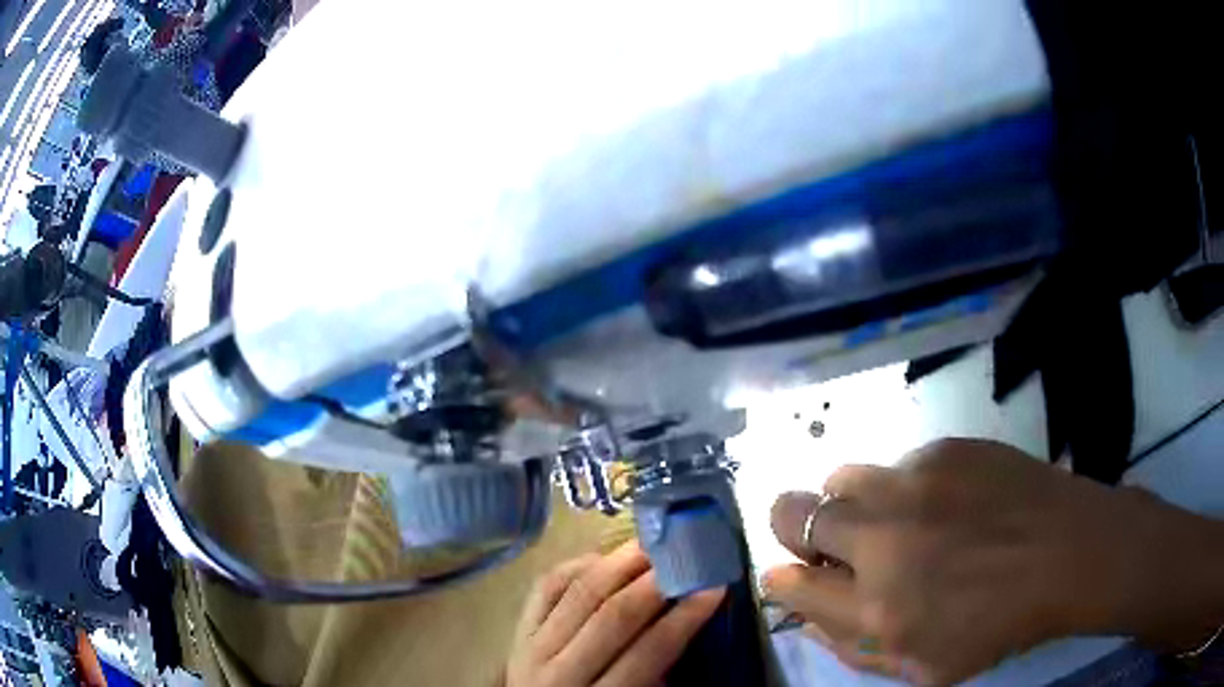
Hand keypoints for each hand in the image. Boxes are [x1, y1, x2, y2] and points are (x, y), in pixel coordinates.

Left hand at [506, 540, 725, 686]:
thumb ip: (658, 673)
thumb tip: (688, 622)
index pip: (649, 652)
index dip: (684, 618)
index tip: (714, 588)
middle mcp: (561, 670)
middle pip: (612, 616)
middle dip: (654, 582)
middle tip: (686, 555)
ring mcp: (533, 647)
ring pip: (579, 593)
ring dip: (619, 564)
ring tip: (652, 545)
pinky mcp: (518, 630)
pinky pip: (545, 587)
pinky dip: (576, 566)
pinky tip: (604, 557)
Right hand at [764, 438, 1223, 684]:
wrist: (1067, 553)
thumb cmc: (998, 624)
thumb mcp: (923, 667)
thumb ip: (853, 648)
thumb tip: (807, 613)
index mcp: (878, 609)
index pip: (788, 583)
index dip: (783, 580)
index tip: (794, 577)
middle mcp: (885, 539)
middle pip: (791, 512)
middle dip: (795, 529)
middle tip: (830, 543)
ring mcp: (916, 484)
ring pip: (840, 478)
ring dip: (849, 504)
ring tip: (891, 520)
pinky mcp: (945, 450)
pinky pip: (898, 465)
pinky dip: (905, 488)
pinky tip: (947, 504)